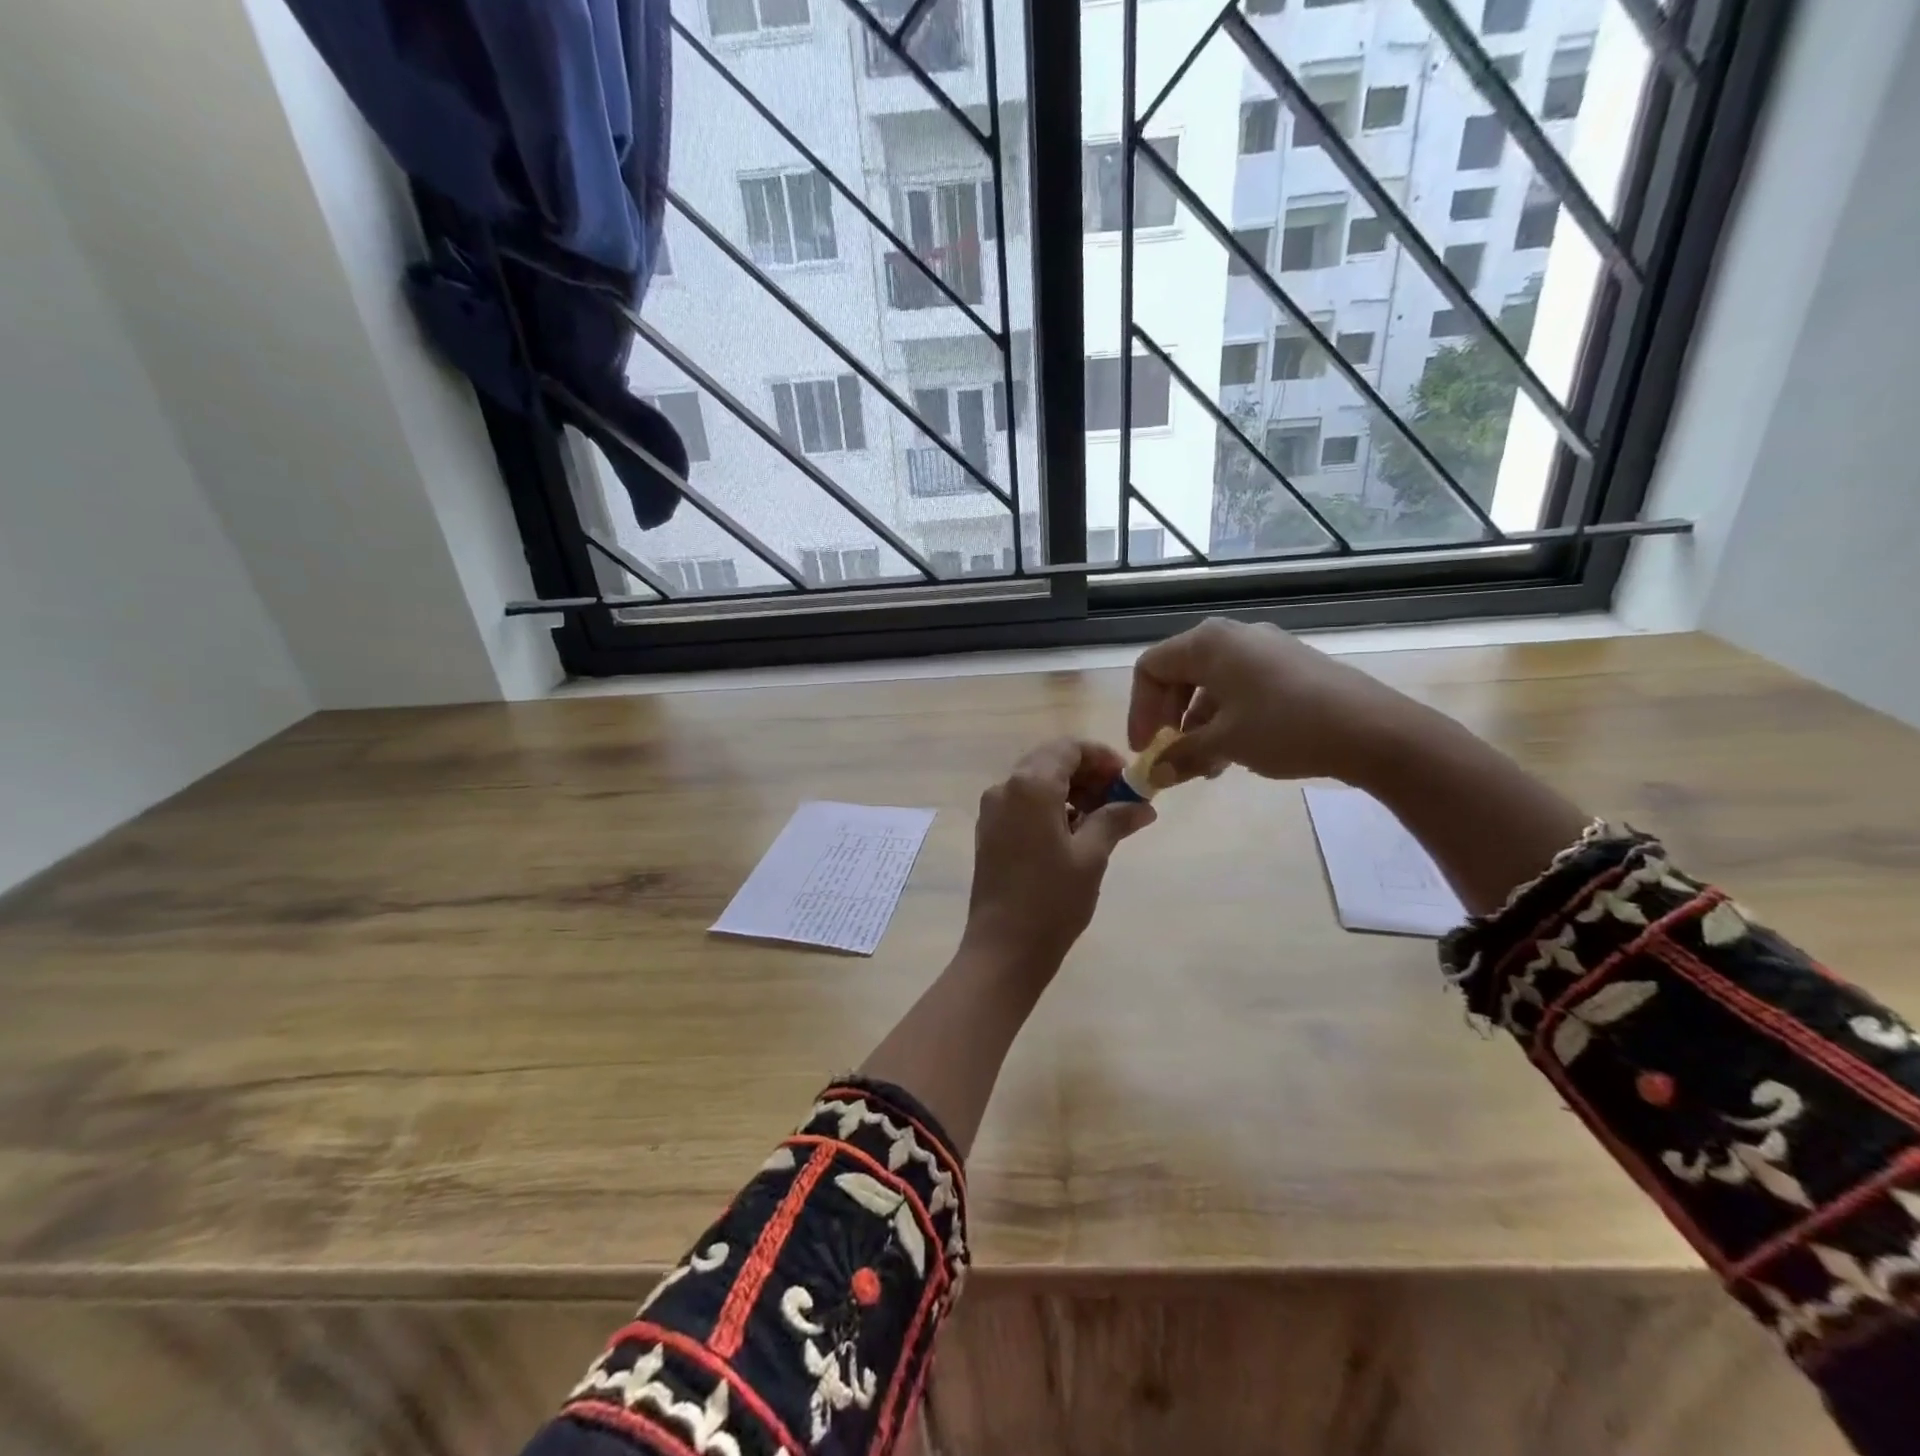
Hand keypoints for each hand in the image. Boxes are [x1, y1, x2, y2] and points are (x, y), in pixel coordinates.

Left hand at [960, 738, 1155, 974]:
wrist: (1004, 948)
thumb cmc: (1052, 900)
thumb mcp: (1092, 856)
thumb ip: (1115, 820)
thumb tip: (1143, 806)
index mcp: (1029, 786)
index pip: (1069, 748)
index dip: (1102, 757)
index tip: (1128, 780)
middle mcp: (1005, 788)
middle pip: (1051, 761)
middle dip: (1088, 774)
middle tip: (1120, 801)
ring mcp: (992, 810)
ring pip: (1036, 782)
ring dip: (1070, 790)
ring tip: (1102, 820)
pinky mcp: (989, 831)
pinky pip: (1023, 803)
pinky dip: (1050, 807)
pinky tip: (1074, 834)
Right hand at [1128, 618, 1406, 784]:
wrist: (1373, 730)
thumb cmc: (1284, 727)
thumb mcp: (1224, 743)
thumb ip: (1181, 755)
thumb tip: (1155, 774)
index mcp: (1208, 643)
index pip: (1151, 668)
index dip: (1139, 710)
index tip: (1145, 749)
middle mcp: (1233, 637)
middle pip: (1179, 674)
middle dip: (1168, 719)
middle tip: (1170, 755)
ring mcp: (1265, 650)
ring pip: (1211, 685)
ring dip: (1197, 726)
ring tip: (1204, 767)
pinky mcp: (1290, 667)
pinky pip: (1240, 689)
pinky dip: (1226, 719)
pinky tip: (1235, 754)